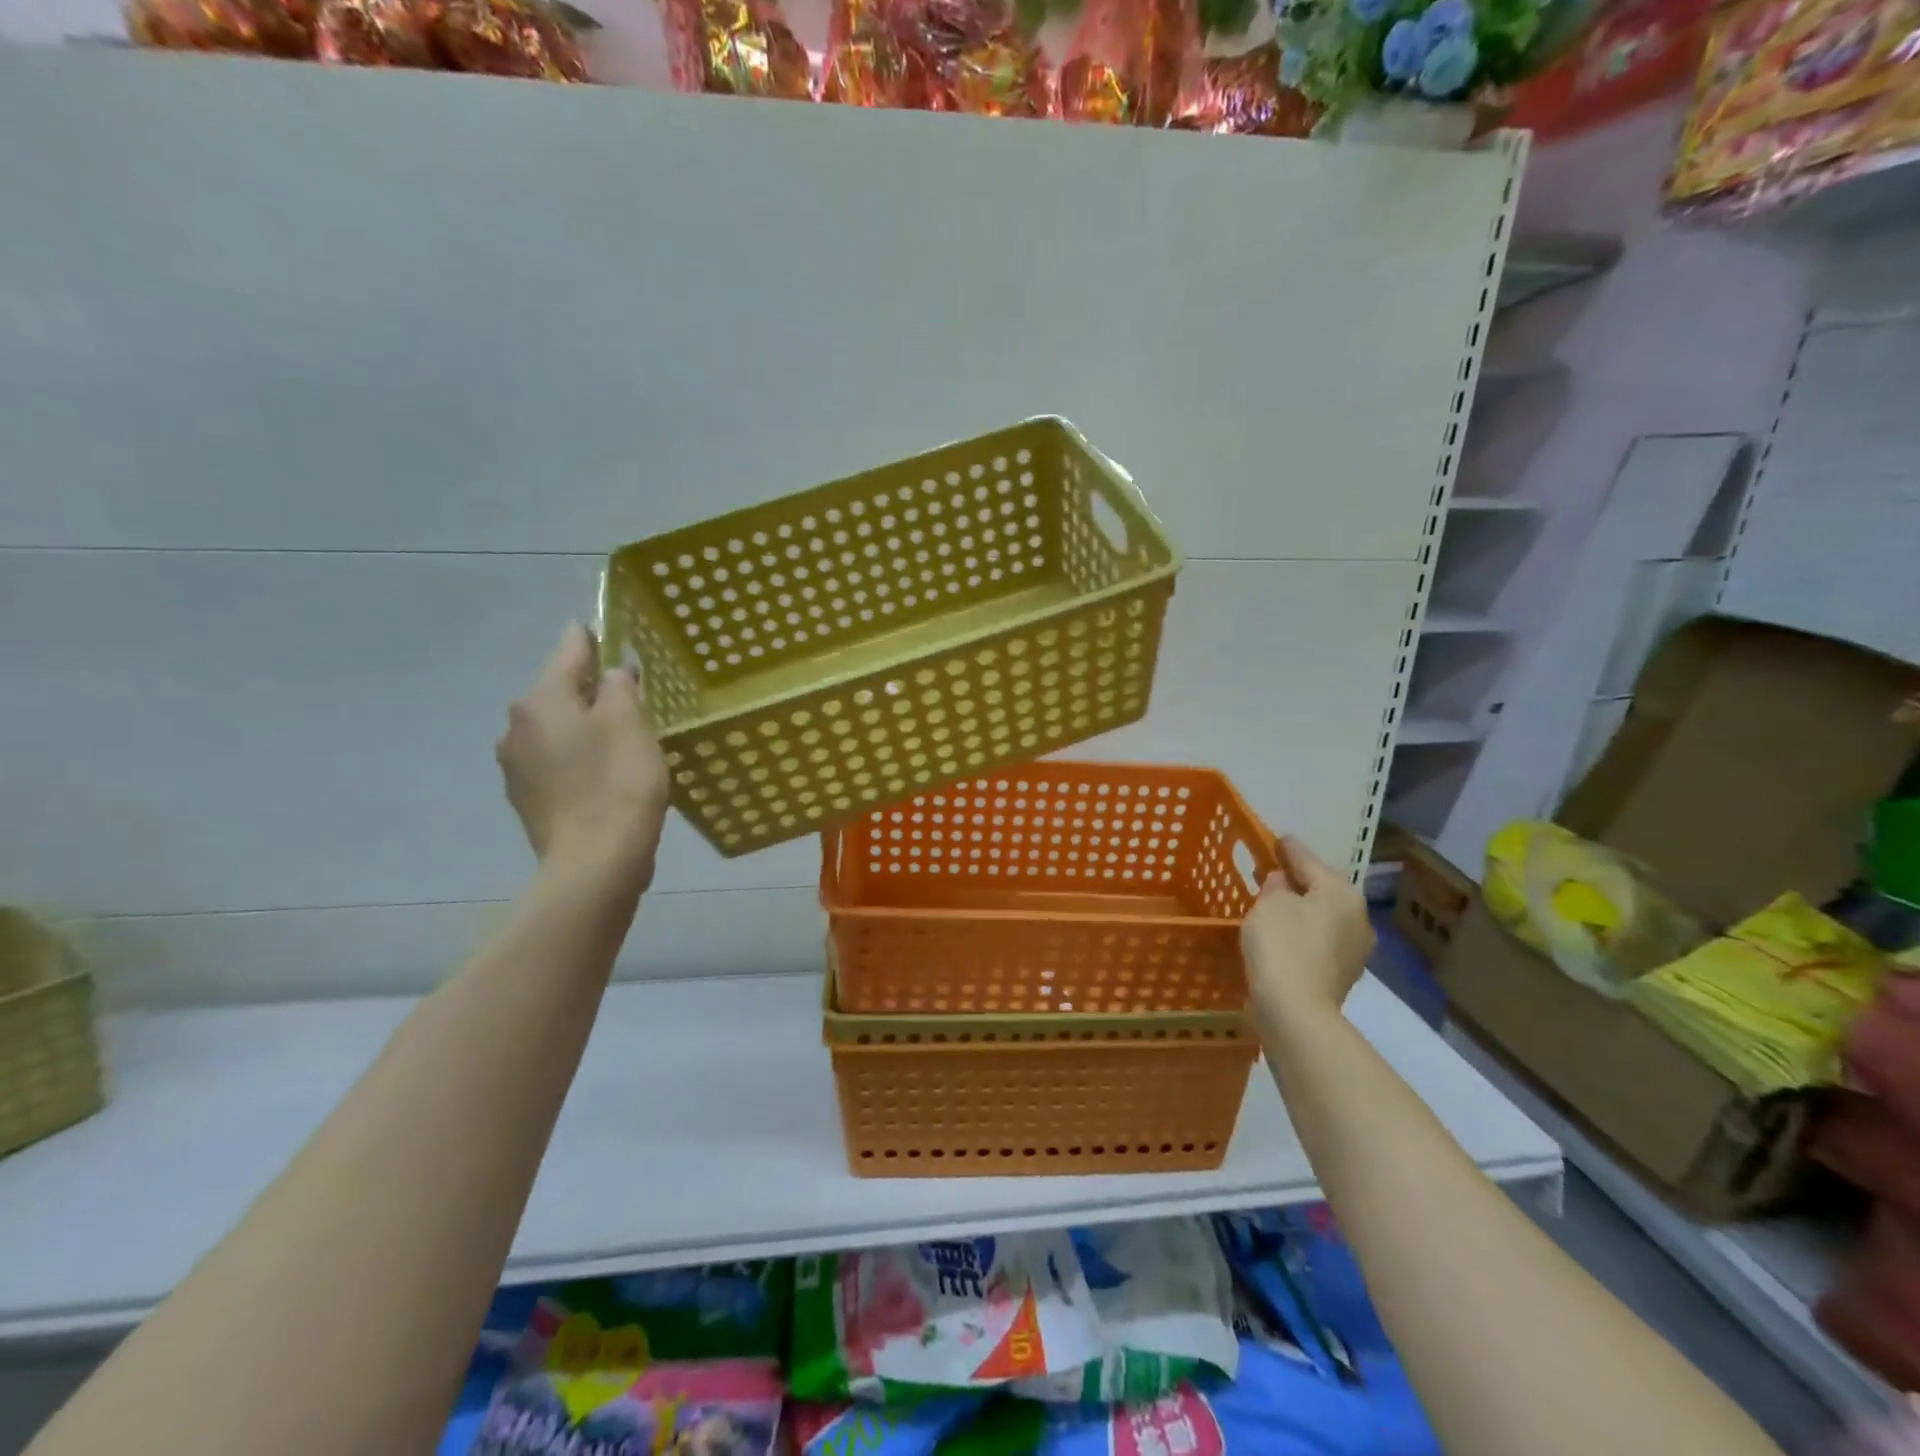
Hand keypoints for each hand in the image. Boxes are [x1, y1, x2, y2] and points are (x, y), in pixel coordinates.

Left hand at [496, 623, 670, 890]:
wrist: (595, 862)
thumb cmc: (619, 782)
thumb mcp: (631, 722)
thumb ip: (620, 684)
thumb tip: (611, 671)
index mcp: (541, 699)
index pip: (569, 649)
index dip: (593, 638)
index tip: (612, 634)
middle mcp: (517, 725)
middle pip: (560, 691)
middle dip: (592, 690)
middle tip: (632, 701)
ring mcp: (516, 765)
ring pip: (557, 728)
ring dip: (584, 726)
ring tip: (621, 742)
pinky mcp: (526, 798)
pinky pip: (555, 761)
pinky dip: (577, 758)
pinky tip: (603, 775)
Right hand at [1240, 836, 1374, 1026]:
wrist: (1295, 1011)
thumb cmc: (1282, 945)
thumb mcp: (1269, 903)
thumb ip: (1276, 884)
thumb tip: (1284, 883)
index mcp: (1342, 894)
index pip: (1309, 860)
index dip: (1289, 848)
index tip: (1276, 839)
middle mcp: (1357, 919)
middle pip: (1321, 890)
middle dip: (1297, 882)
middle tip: (1269, 873)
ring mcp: (1353, 951)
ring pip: (1320, 918)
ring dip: (1299, 910)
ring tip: (1271, 906)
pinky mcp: (1340, 975)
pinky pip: (1317, 942)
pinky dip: (1300, 934)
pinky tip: (1281, 936)